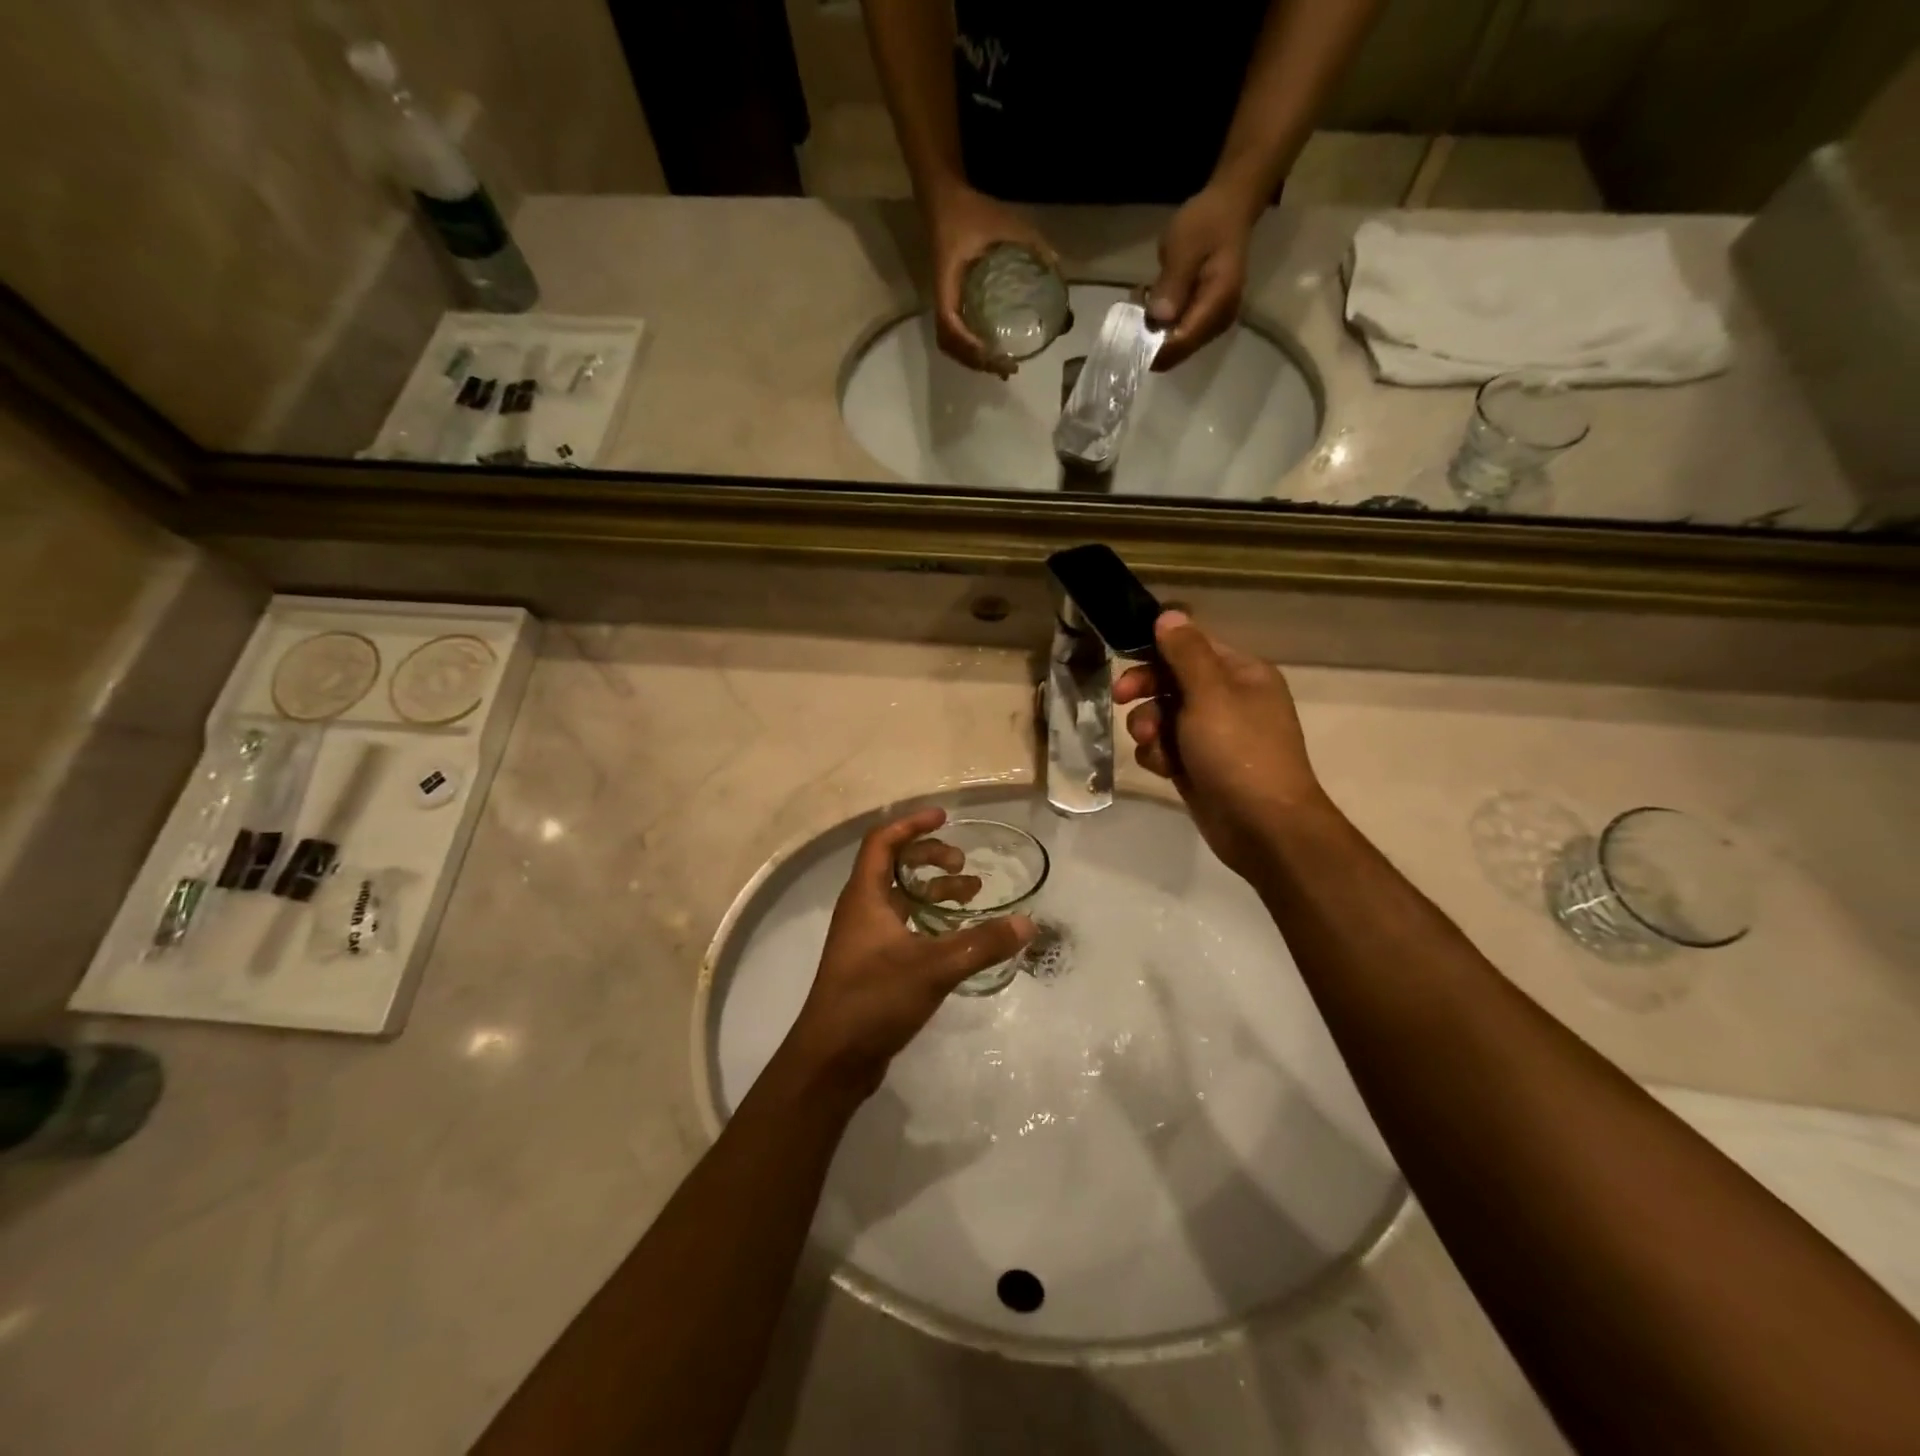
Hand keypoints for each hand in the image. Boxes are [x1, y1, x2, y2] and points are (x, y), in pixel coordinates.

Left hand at [784, 807, 1034, 1094]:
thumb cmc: (873, 1000)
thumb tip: (1028, 923)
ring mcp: (865, 938)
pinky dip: (930, 920)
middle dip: (929, 857)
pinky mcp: (873, 964)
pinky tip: (957, 937)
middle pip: (893, 865)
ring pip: (901, 898)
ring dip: (934, 891)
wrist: (832, 1060)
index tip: (944, 817)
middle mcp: (861, 910)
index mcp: (865, 897)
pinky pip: (904, 925)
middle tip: (963, 864)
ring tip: (972, 896)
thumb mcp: (933, 968)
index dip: (912, 824)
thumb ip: (982, 944)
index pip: (882, 841)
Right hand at [926, 184, 1059, 376]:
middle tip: (1004, 368)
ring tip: (997, 366)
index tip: (990, 352)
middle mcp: (942, 296)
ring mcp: (944, 300)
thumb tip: (1058, 268)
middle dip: (974, 360)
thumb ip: (1033, 243)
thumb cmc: (971, 211)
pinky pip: (953, 334)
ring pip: (949, 343)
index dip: (967, 344)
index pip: (949, 322)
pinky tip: (987, 352)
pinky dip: (968, 349)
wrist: (943, 197)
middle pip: (949, 343)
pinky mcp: (949, 299)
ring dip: (971, 360)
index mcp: (948, 281)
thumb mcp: (1005, 222)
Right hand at [1115, 611, 1329, 882]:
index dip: (1156, 651)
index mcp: (1242, 674)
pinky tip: (1164, 770)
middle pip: (1172, 681)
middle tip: (1120, 698)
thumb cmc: (1239, 751)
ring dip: (1149, 728)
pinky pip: (1166, 749)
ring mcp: (1213, 736)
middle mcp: (1229, 700)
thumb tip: (1169, 615)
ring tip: (1154, 746)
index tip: (1124, 660)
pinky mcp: (1198, 767)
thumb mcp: (1210, 694)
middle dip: (1146, 692)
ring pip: (1163, 717)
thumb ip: (1186, 653)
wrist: (1262, 827)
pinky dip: (1159, 757)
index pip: (1192, 647)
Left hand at [1147, 184, 1257, 370]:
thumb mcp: (1184, 246)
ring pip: (1174, 345)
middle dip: (1150, 337)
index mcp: (1218, 304)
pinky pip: (1177, 333)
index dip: (1152, 348)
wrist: (1229, 208)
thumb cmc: (1206, 222)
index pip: (1182, 343)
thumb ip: (1173, 284)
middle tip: (1134, 305)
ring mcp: (1212, 324)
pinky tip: (1152, 298)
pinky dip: (1160, 322)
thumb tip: (1159, 319)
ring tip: (1142, 296)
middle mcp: (1218, 322)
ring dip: (1152, 329)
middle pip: (1177, 350)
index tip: (1128, 332)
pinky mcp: (1204, 320)